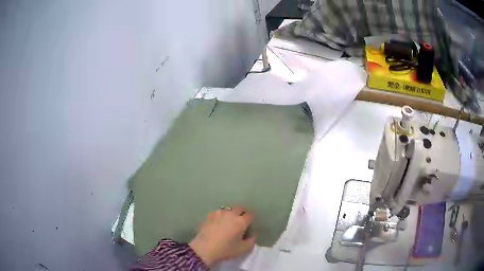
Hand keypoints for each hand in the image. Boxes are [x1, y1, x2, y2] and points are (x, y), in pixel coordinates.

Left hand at [189, 207, 256, 266]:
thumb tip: (254, 234)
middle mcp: (231, 214)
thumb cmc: (225, 249)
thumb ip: (252, 240)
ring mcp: (219, 213)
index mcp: (241, 221)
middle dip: (242, 214)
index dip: (251, 220)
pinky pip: (218, 213)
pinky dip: (221, 216)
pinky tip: (218, 223)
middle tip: (241, 223)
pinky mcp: (209, 215)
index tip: (250, 225)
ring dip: (231, 214)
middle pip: (240, 209)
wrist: (204, 249)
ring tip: (229, 222)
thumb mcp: (243, 249)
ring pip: (228, 210)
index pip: (251, 215)